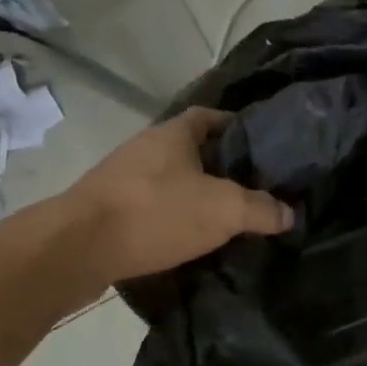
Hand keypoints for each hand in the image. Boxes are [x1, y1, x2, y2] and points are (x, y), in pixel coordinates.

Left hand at [66, 108, 292, 284]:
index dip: (235, 126)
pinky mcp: (107, 210)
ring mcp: (122, 179)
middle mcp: (145, 148)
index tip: (260, 145)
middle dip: (219, 166)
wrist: (76, 249)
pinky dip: (171, 218)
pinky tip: (189, 239)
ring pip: (169, 180)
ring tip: (225, 216)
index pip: (209, 116)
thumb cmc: (156, 212)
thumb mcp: (224, 210)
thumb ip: (262, 209)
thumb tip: (289, 214)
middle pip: (190, 150)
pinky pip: (150, 207)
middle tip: (252, 187)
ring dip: (194, 194)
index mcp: (173, 134)